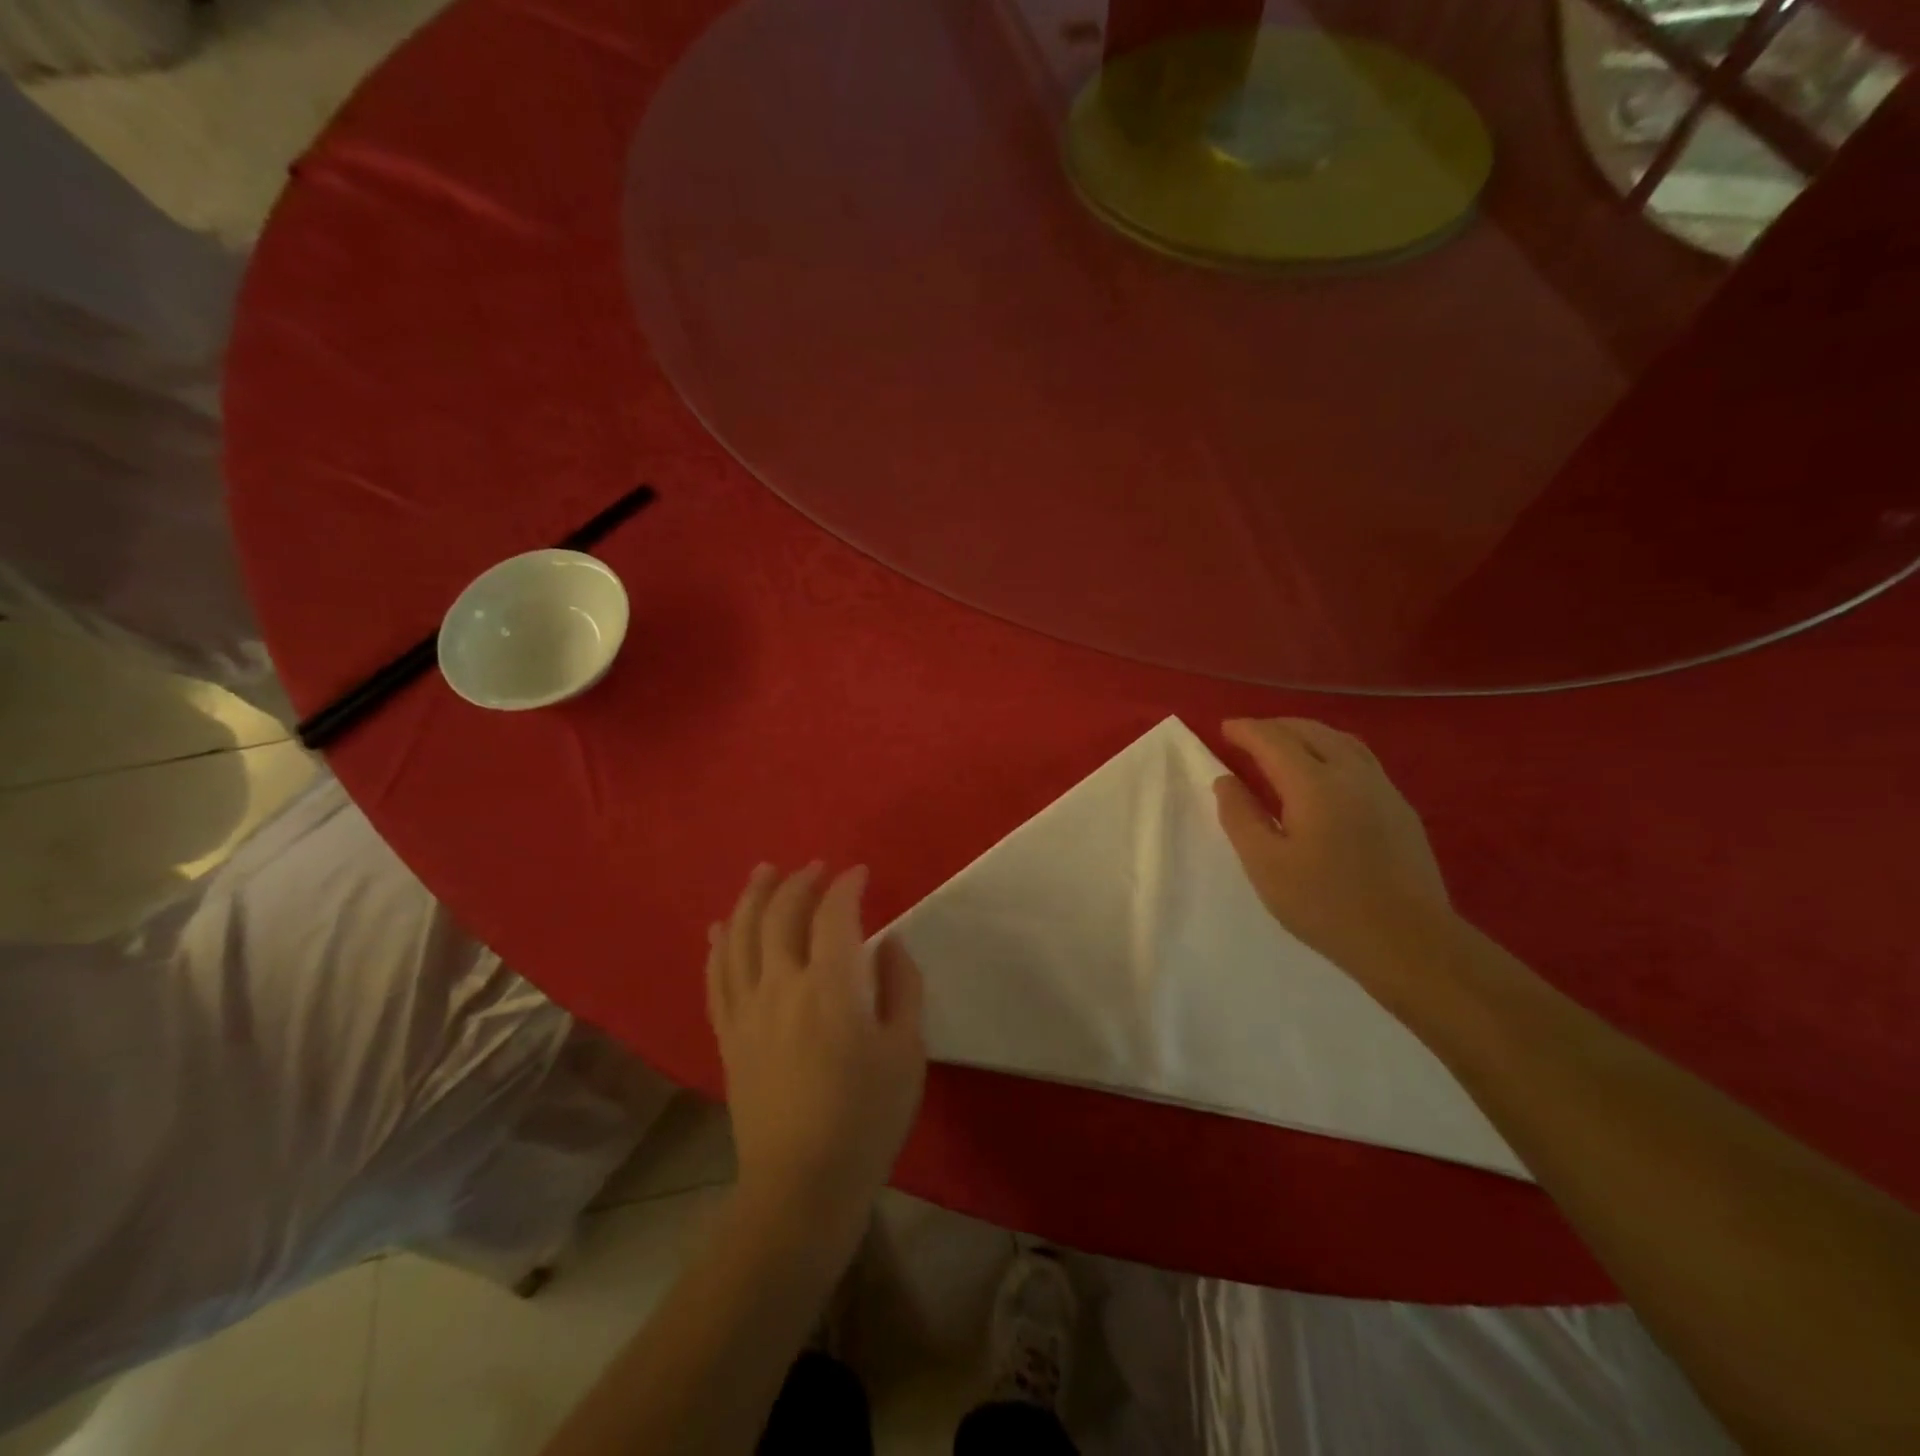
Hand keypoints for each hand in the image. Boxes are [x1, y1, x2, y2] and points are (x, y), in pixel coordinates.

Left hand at [706, 864, 926, 1237]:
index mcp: (830, 986)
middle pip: (780, 915)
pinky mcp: (728, 1035)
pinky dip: (718, 945)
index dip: (847, 886)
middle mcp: (780, 985)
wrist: (801, 1185)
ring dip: (752, 898)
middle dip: (798, 882)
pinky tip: (719, 928)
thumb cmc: (866, 1118)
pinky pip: (716, 977)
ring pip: (739, 936)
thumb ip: (902, 988)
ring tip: (763, 873)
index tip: (860, 874)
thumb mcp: (907, 1051)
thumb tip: (889, 944)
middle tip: (815, 867)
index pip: (834, 914)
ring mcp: (747, 1009)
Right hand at [1213, 718, 1462, 1000]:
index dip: (1247, 730)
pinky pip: (1360, 759)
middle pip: (1310, 731)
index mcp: (1314, 784)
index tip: (1224, 728)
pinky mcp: (1400, 808)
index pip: (1274, 740)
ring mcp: (1382, 788)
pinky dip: (1331, 749)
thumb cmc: (1325, 905)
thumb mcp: (1265, 865)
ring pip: (1341, 740)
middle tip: (1248, 735)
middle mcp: (1351, 773)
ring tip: (1284, 745)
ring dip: (1306, 733)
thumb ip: (1240, 816)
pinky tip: (1324, 774)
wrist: (1409, 941)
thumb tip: (1225, 780)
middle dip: (1276, 726)